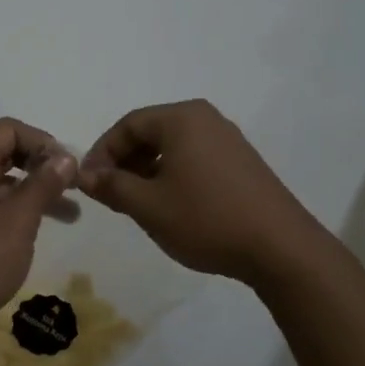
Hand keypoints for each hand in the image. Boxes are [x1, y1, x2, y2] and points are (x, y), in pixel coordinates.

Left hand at [0, 118, 77, 348]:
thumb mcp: (17, 222)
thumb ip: (43, 186)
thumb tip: (65, 157)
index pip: (10, 130)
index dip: (44, 143)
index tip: (71, 169)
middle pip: (4, 153)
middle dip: (42, 168)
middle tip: (75, 188)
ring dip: (33, 194)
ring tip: (71, 216)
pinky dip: (13, 212)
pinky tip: (34, 233)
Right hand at [78, 99, 323, 284]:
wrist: (279, 247)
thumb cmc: (206, 219)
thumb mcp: (148, 205)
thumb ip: (112, 186)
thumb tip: (85, 176)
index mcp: (181, 118)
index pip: (127, 125)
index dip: (101, 153)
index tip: (88, 183)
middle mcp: (206, 118)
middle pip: (150, 132)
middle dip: (124, 162)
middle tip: (109, 194)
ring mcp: (227, 139)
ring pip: (172, 147)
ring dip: (146, 170)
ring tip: (135, 203)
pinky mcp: (241, 162)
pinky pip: (194, 158)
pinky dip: (172, 175)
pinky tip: (169, 205)